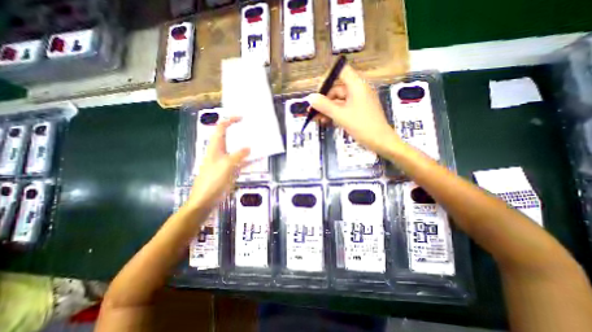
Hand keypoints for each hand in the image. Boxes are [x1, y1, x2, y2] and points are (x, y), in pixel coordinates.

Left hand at [184, 117, 249, 209]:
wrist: (206, 200)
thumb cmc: (213, 180)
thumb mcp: (226, 165)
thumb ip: (238, 155)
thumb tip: (249, 147)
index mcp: (215, 147)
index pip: (221, 128)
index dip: (229, 120)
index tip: (241, 117)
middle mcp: (220, 152)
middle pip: (230, 138)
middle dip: (240, 132)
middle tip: (253, 128)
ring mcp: (226, 161)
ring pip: (237, 150)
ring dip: (247, 145)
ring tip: (258, 141)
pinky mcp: (231, 170)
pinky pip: (242, 162)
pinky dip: (250, 160)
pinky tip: (259, 158)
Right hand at [305, 65, 402, 155]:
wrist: (380, 141)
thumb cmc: (362, 125)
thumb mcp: (340, 115)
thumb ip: (324, 105)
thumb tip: (310, 97)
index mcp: (357, 85)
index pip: (341, 71)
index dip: (328, 78)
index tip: (317, 92)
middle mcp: (358, 90)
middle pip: (337, 89)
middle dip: (323, 100)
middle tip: (312, 110)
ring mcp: (358, 101)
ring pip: (339, 101)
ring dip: (327, 109)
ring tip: (316, 119)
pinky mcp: (358, 111)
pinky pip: (343, 108)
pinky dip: (334, 114)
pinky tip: (325, 121)